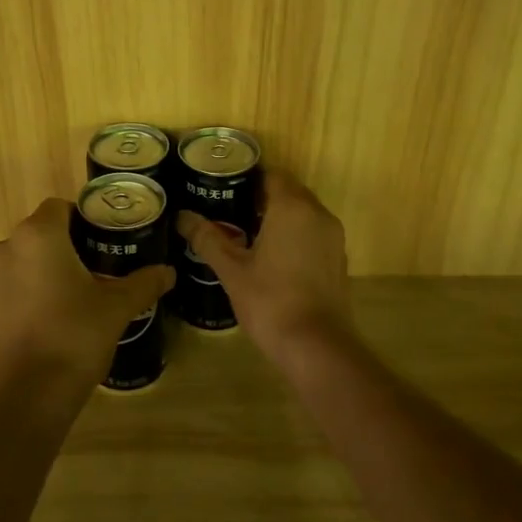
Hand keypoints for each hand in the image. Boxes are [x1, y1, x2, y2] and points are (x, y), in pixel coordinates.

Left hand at [0, 199, 173, 395]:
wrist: (30, 394)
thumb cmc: (76, 335)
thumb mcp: (118, 307)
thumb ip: (143, 283)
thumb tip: (168, 272)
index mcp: (38, 236)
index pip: (60, 207)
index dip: (84, 219)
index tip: (105, 241)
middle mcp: (7, 247)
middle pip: (42, 232)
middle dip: (68, 245)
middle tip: (100, 268)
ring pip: (25, 259)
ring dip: (48, 268)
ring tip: (79, 294)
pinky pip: (13, 284)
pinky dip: (31, 291)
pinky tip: (55, 317)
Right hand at [176, 171, 352, 354]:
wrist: (317, 346)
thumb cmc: (270, 301)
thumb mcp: (232, 270)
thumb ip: (208, 239)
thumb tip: (182, 217)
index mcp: (291, 208)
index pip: (272, 175)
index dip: (249, 177)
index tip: (225, 186)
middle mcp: (318, 214)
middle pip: (289, 191)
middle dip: (262, 197)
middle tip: (230, 209)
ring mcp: (333, 237)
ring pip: (304, 213)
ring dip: (280, 217)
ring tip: (247, 233)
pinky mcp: (339, 259)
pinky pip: (314, 233)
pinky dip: (295, 235)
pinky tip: (273, 257)